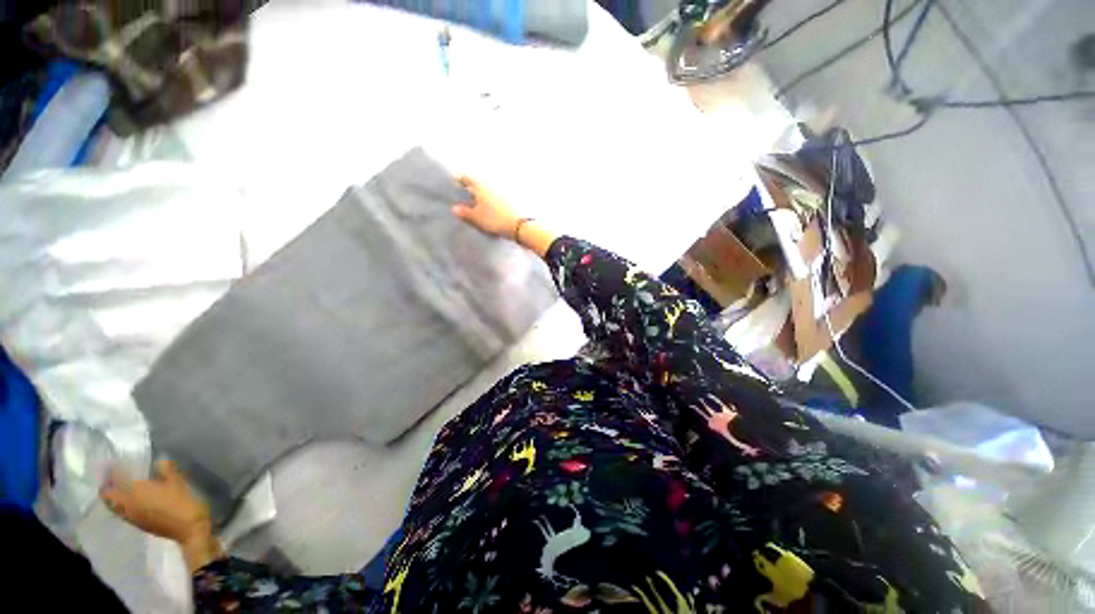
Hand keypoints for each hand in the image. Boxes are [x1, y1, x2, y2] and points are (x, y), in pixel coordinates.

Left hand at [100, 460, 212, 545]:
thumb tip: (160, 460)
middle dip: (108, 487)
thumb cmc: (183, 503)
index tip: (110, 464)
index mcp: (134, 493)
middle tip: (112, 477)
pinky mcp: (139, 524)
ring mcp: (132, 517)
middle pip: (108, 497)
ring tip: (120, 488)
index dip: (109, 473)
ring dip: (113, 497)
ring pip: (114, 507)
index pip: (113, 482)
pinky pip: (123, 513)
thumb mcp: (179, 483)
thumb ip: (167, 470)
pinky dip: (122, 505)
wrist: (190, 530)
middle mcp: (127, 505)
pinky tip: (132, 501)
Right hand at [451, 176, 521, 238]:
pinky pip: (498, 199)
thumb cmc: (496, 220)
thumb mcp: (476, 218)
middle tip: (464, 202)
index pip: (465, 177)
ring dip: (482, 198)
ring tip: (478, 210)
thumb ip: (464, 213)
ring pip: (488, 191)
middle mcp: (492, 184)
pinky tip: (491, 214)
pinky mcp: (512, 200)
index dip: (459, 183)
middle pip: (477, 184)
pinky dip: (493, 204)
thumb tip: (455, 209)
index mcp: (480, 184)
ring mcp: (503, 191)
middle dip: (470, 192)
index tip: (454, 190)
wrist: (520, 226)